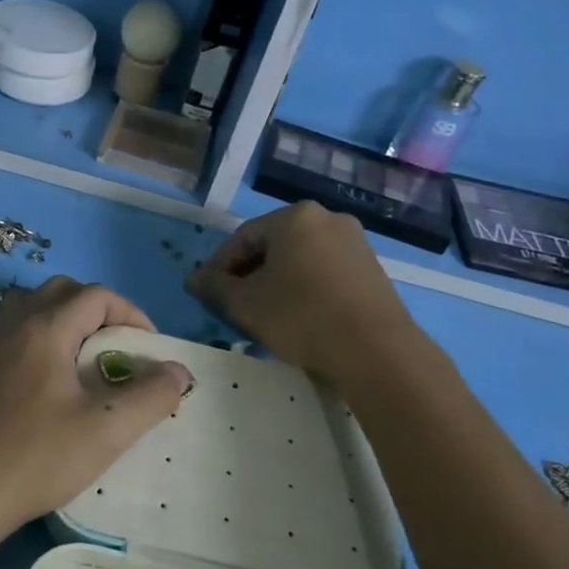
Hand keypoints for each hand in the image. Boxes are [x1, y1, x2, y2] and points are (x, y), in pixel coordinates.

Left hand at [0, 277, 191, 542]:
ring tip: (79, 361)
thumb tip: (178, 371)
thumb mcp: (108, 430)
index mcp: (44, 329)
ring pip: (28, 309)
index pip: (96, 295)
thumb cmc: (37, 458)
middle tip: (115, 348)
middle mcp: (10, 325)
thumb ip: (151, 396)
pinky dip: (33, 340)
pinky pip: (6, 335)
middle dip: (96, 310)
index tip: (147, 348)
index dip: (130, 313)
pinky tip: (40, 384)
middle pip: (60, 291)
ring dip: (61, 320)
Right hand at [187, 201, 416, 382]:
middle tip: (233, 306)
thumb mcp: (245, 304)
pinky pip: (324, 272)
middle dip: (248, 275)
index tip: (207, 294)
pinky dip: (304, 289)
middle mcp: (327, 219)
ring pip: (299, 260)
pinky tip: (297, 317)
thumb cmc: (301, 317)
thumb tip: (193, 279)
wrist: (375, 351)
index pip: (242, 238)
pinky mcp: (371, 269)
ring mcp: (355, 243)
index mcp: (294, 217)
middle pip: (272, 246)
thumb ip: (214, 288)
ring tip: (263, 315)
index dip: (218, 267)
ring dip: (275, 283)